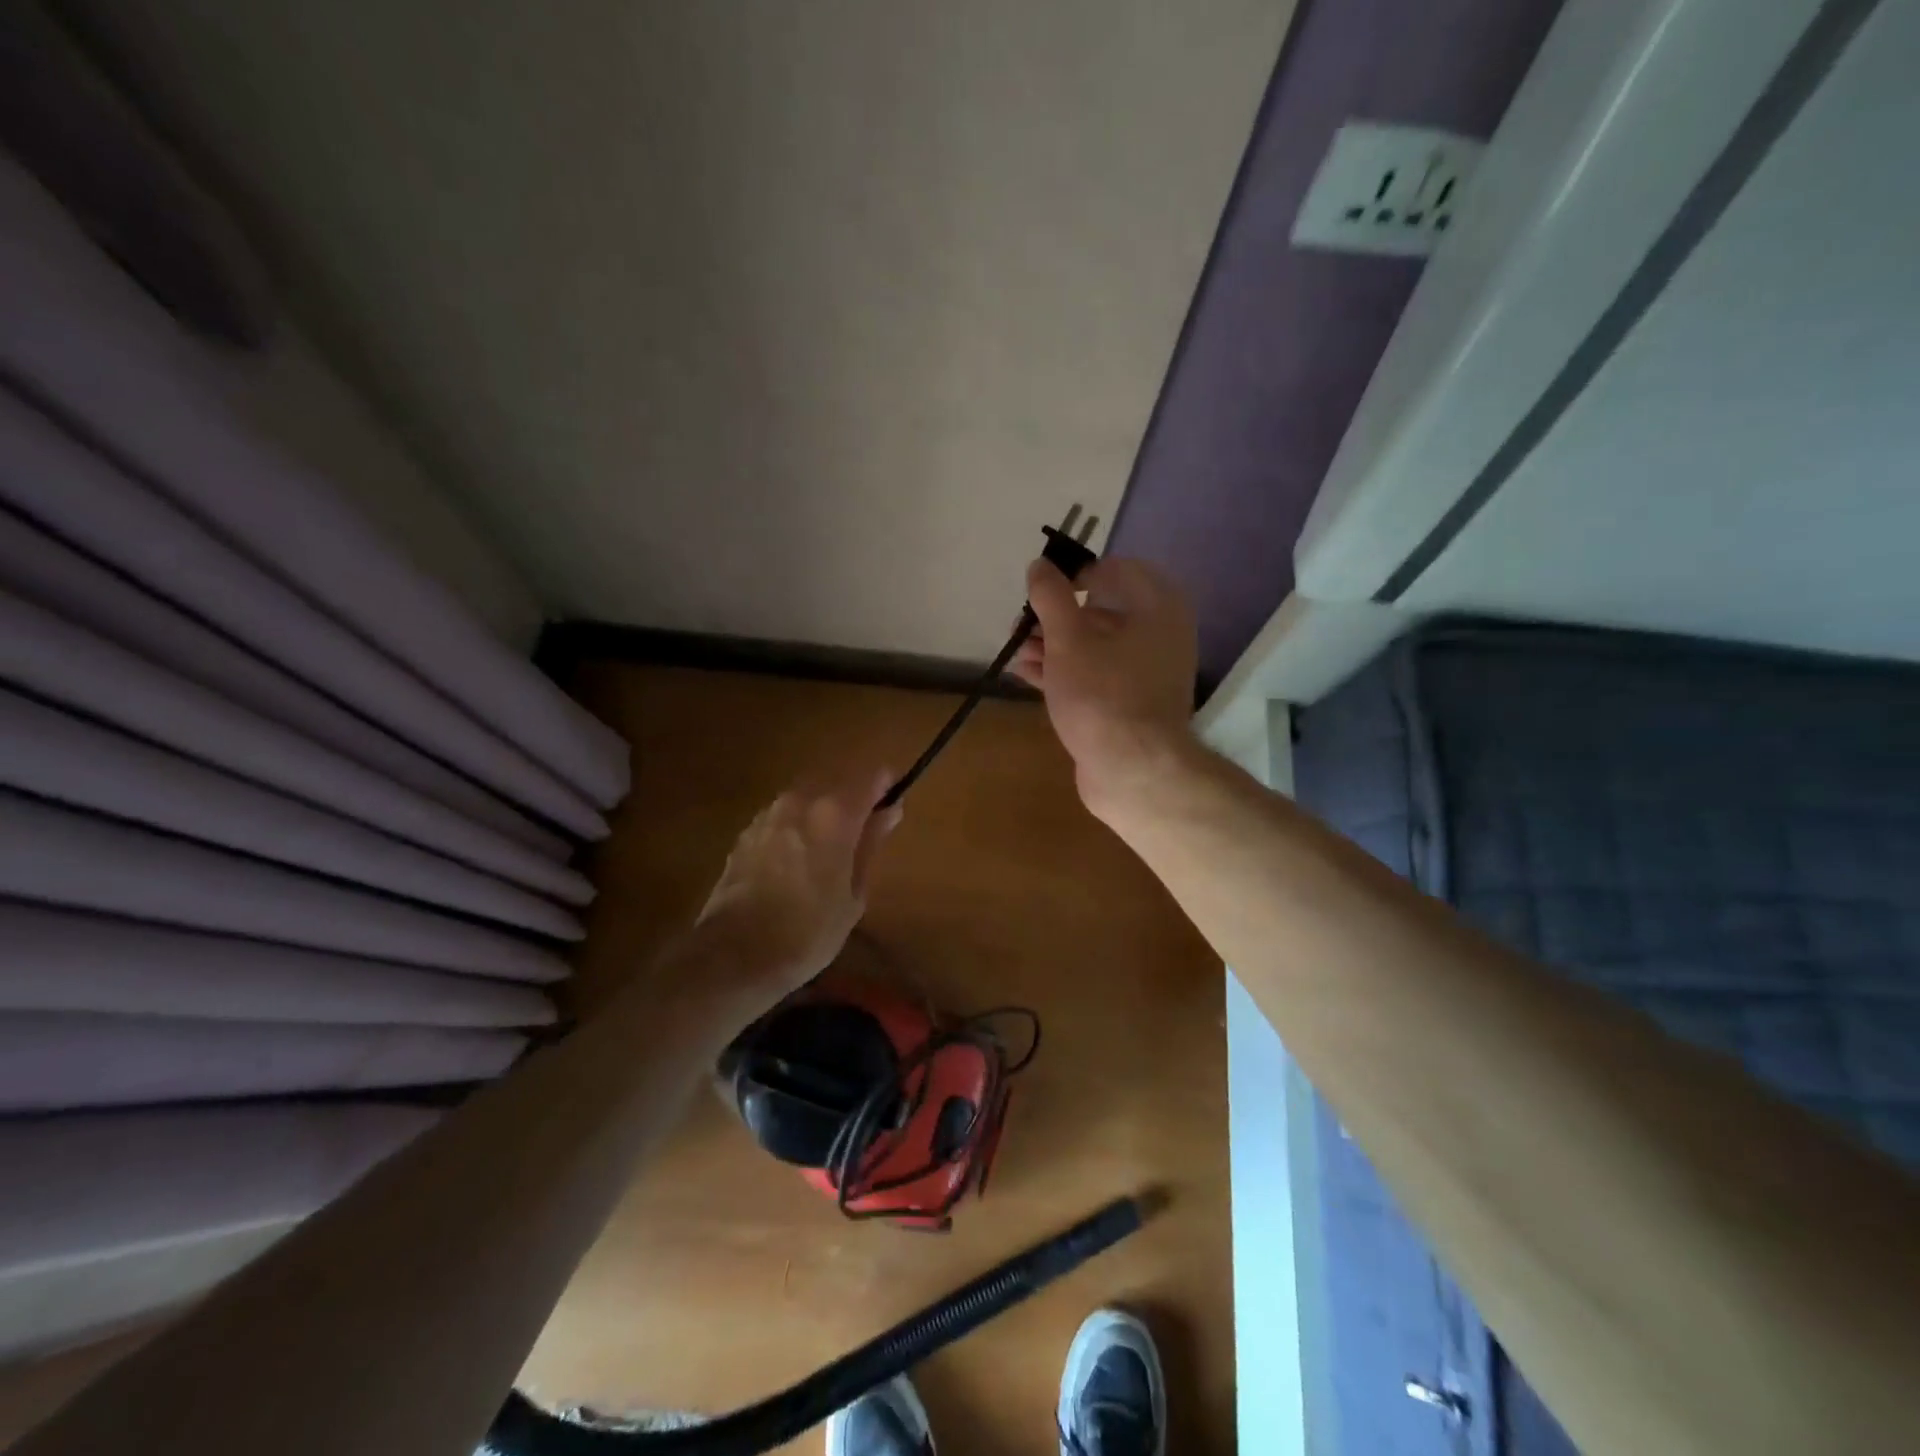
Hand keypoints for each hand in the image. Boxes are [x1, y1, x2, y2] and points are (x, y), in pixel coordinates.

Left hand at [694, 767, 902, 1015]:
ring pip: (807, 797)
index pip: (872, 777)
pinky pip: (783, 816)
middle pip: (837, 781)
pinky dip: (796, 827)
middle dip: (853, 799)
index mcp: (835, 813)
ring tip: (828, 851)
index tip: (892, 808)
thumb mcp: (854, 894)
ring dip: (822, 812)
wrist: (734, 955)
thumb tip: (888, 811)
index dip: (886, 788)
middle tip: (863, 834)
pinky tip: (796, 861)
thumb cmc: (808, 931)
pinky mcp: (746, 833)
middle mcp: (800, 801)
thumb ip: (870, 844)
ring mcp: (768, 814)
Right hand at [1010, 555, 1198, 814]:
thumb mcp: (1069, 640)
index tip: (1044, 589)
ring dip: (1055, 645)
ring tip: (1017, 650)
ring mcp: (1147, 672)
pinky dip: (1065, 671)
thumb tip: (1039, 565)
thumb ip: (1051, 598)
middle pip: (1103, 611)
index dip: (1078, 574)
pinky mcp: (1131, 703)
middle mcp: (1160, 634)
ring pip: (1096, 646)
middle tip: (1022, 624)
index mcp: (1157, 608)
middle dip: (1058, 616)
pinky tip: (1027, 673)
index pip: (1118, 571)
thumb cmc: (1102, 695)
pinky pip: (1096, 675)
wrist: (1133, 771)